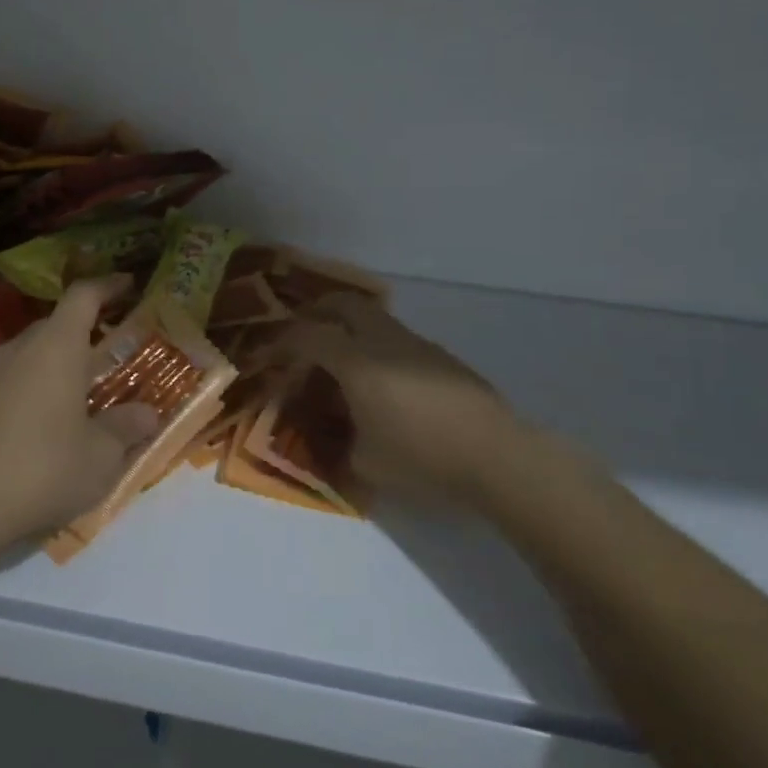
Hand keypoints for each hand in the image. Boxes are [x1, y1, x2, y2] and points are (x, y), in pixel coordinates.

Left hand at [0, 277, 159, 554]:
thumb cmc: (44, 470)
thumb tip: (148, 413)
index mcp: (58, 348)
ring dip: (47, 359)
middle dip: (81, 328)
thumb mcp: (102, 456)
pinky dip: (9, 384)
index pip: (83, 296)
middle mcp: (19, 351)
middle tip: (107, 349)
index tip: (128, 285)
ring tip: (68, 382)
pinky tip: (10, 400)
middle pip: (53, 323)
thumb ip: (127, 428)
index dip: (107, 286)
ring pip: (23, 352)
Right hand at [269, 293, 541, 512]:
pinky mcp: (441, 357)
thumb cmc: (422, 459)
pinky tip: (382, 383)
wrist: (496, 456)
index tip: (270, 358)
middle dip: (317, 311)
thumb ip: (337, 443)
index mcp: (358, 363)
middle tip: (303, 332)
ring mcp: (417, 345)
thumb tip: (329, 435)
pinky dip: (377, 347)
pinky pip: (397, 339)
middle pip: (344, 304)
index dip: (283, 343)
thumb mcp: (365, 463)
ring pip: (374, 319)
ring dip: (350, 329)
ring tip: (342, 363)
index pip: (308, 336)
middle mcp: (384, 342)